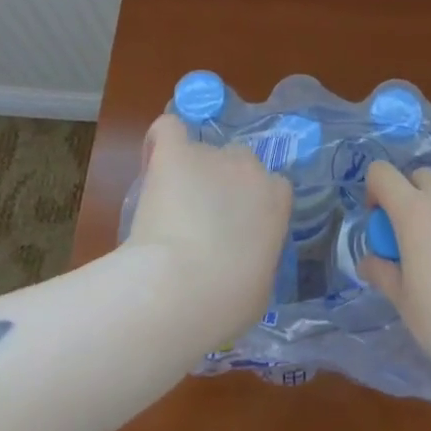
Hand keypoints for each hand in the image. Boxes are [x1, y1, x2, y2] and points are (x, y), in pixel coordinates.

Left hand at [124, 113, 292, 339]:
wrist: (182, 288)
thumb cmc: (227, 301)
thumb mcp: (260, 287)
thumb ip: (257, 259)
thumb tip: (243, 261)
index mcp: (276, 200)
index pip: (270, 188)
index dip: (250, 207)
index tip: (234, 232)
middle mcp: (250, 168)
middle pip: (238, 163)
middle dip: (220, 185)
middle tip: (199, 220)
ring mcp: (211, 156)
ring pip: (200, 153)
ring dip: (188, 174)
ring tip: (165, 209)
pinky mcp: (175, 152)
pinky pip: (169, 129)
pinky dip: (160, 142)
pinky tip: (154, 160)